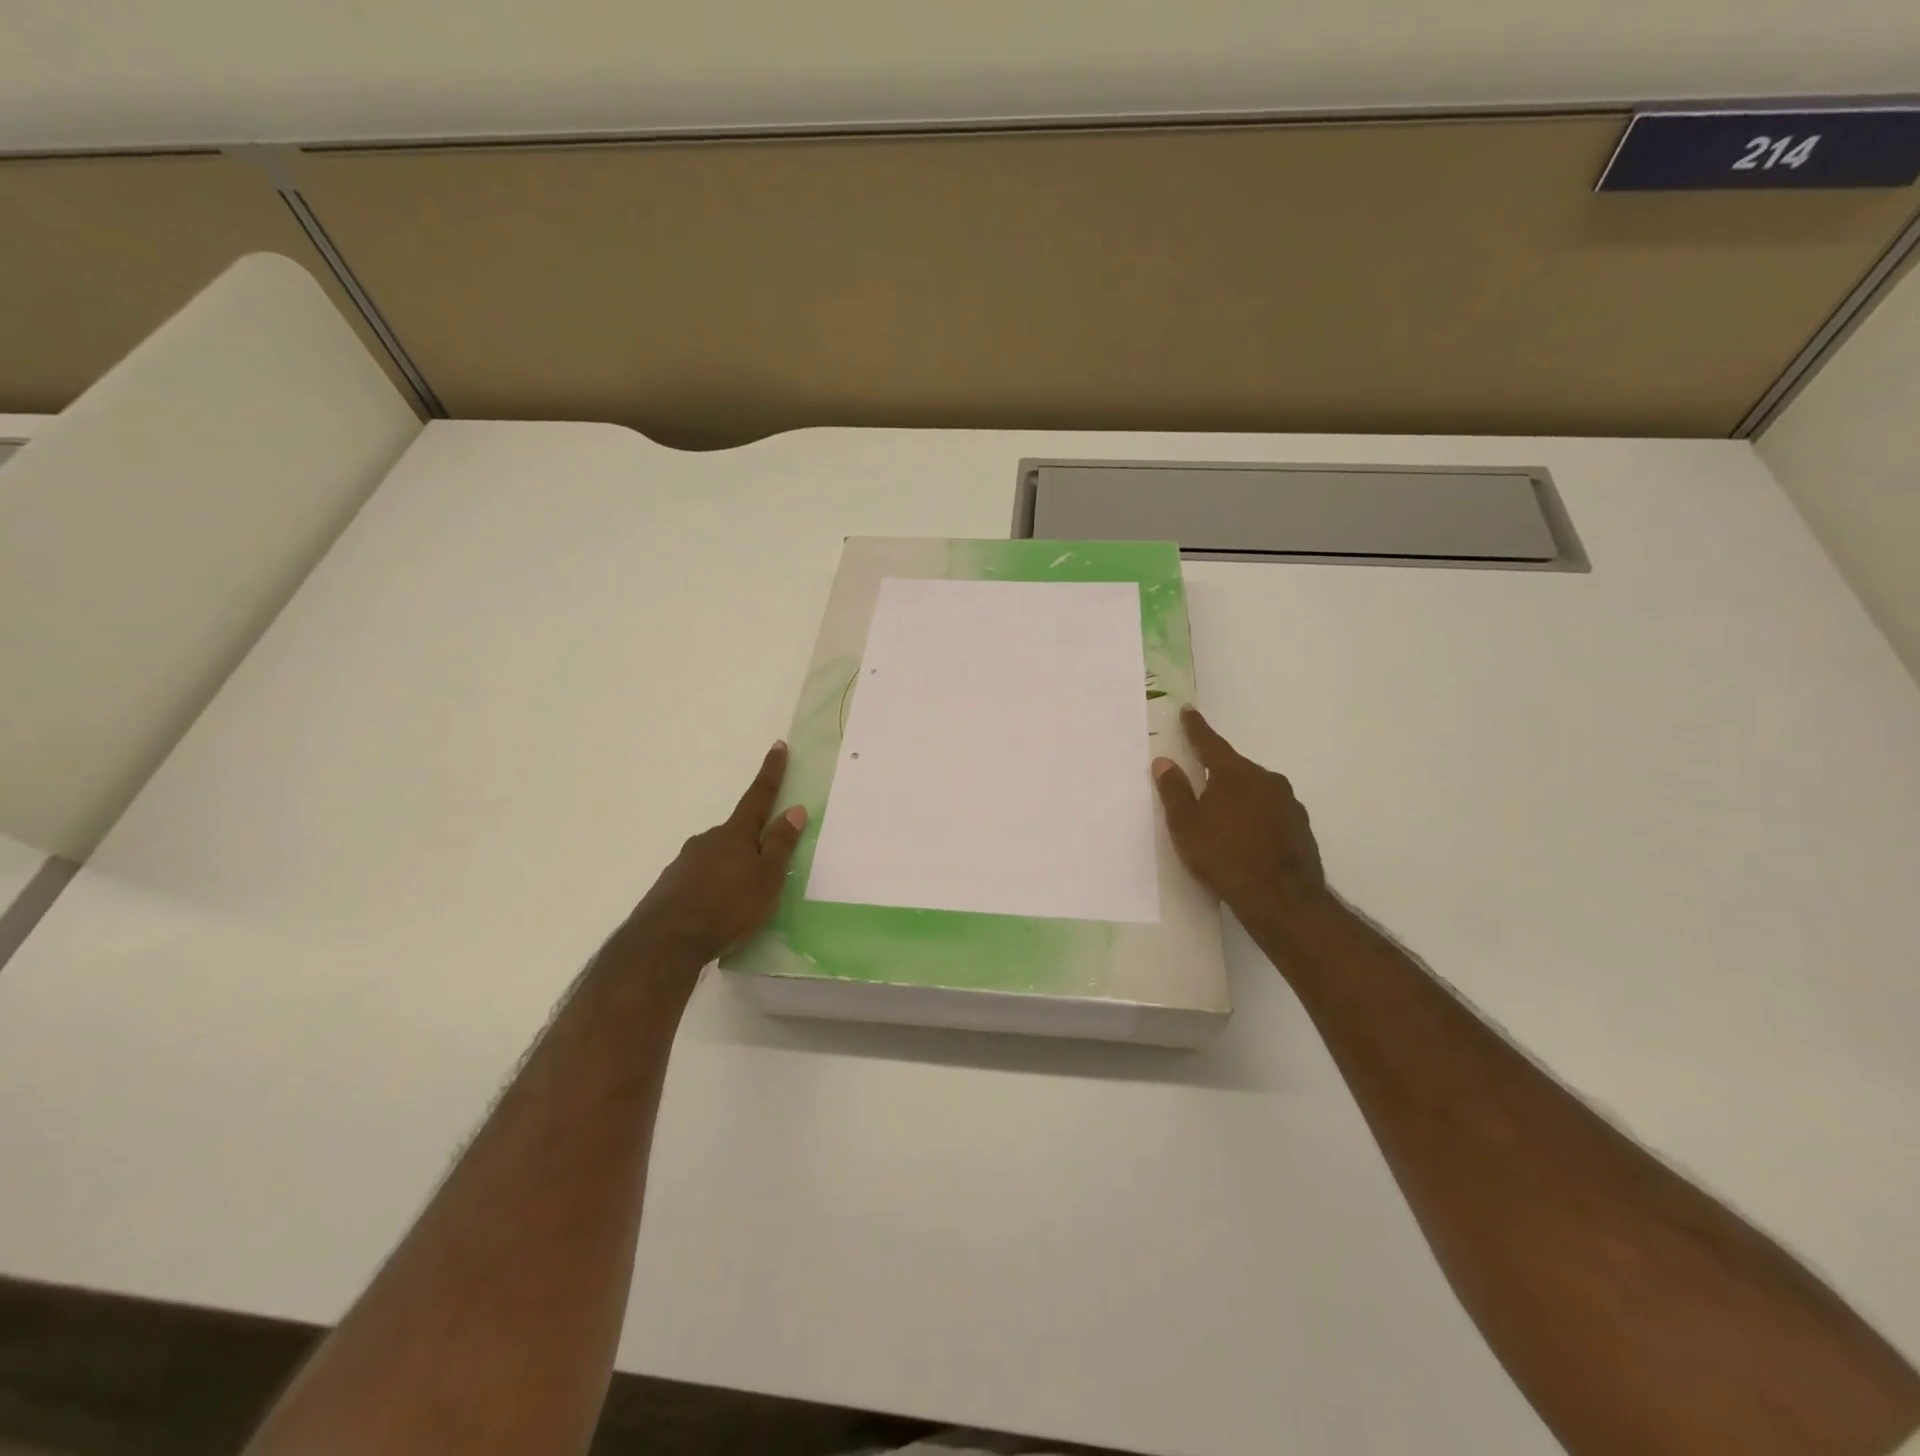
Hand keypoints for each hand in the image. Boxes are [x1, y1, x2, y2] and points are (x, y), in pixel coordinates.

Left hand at [616, 742, 807, 973]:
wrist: (665, 941)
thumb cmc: (728, 906)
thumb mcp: (767, 878)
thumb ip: (780, 844)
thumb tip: (794, 809)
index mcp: (735, 835)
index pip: (758, 797)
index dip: (771, 773)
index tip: (778, 747)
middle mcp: (707, 841)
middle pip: (736, 834)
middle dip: (751, 843)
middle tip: (764, 869)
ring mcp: (684, 863)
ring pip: (715, 859)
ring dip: (729, 870)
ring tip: (740, 901)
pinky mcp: (669, 888)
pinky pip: (698, 881)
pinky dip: (711, 889)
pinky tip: (714, 912)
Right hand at [1153, 707, 1326, 916]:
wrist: (1281, 898)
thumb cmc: (1223, 856)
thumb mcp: (1186, 825)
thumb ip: (1174, 790)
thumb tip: (1164, 761)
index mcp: (1235, 773)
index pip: (1210, 744)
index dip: (1196, 728)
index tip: (1189, 711)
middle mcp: (1266, 780)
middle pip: (1235, 769)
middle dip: (1217, 773)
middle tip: (1200, 782)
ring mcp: (1288, 803)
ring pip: (1255, 791)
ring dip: (1238, 797)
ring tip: (1222, 819)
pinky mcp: (1301, 828)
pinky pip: (1270, 813)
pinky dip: (1256, 818)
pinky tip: (1246, 839)